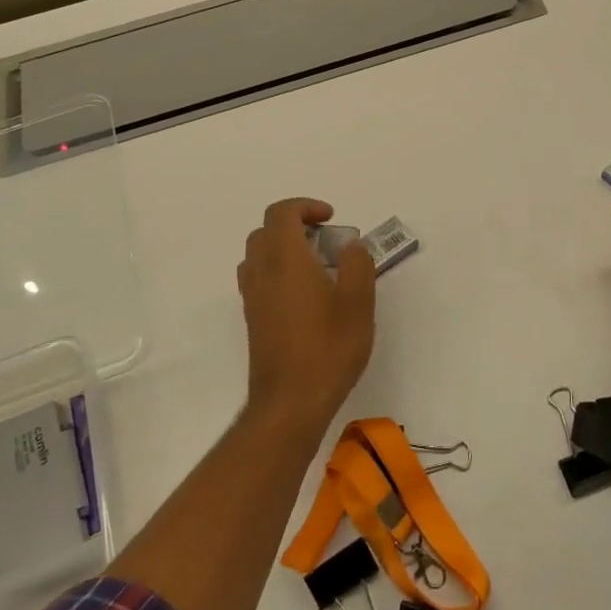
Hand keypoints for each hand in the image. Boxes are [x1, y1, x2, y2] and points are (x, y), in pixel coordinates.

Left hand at [237, 197, 375, 432]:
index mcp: (286, 259)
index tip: (331, 219)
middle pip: (266, 231)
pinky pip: (258, 278)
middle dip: (295, 226)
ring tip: (316, 266)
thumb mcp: (358, 302)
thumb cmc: (328, 348)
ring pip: (258, 255)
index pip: (281, 213)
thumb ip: (358, 264)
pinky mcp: (252, 319)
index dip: (305, 206)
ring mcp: (252, 297)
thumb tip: (351, 246)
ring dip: (283, 248)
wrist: (290, 402)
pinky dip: (276, 271)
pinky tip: (304, 295)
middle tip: (326, 241)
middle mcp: (262, 271)